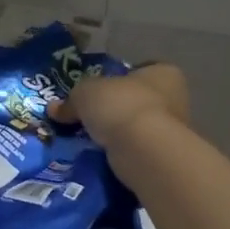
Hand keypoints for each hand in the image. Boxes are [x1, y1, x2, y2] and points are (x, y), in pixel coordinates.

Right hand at [52, 61, 189, 146]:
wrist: (144, 151)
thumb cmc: (120, 105)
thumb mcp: (85, 93)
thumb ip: (70, 100)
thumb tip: (54, 109)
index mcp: (163, 73)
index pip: (139, 70)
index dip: (116, 78)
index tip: (96, 91)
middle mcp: (175, 99)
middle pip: (137, 100)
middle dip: (114, 109)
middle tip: (87, 117)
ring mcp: (173, 131)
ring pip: (136, 128)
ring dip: (117, 133)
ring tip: (88, 139)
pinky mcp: (164, 158)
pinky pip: (136, 151)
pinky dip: (120, 153)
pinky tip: (100, 156)